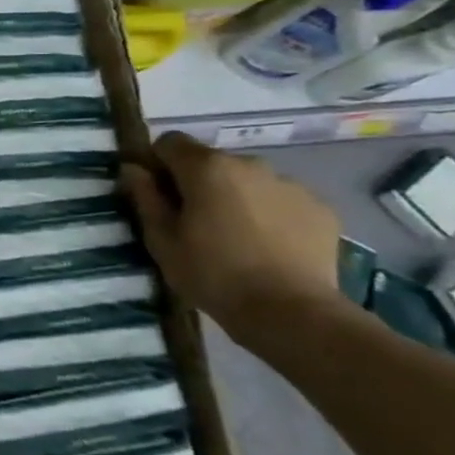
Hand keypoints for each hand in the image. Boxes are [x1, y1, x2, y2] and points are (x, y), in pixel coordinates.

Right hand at [119, 132, 352, 351]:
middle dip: (199, 182)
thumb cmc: (213, 274)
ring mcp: (290, 185)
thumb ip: (145, 197)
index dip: (158, 163)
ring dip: (236, 197)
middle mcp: (250, 164)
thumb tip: (133, 169)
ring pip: (248, 181)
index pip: (170, 142)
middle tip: (196, 221)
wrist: (292, 313)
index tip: (158, 194)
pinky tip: (269, 247)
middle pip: (212, 161)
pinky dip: (271, 214)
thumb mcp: (161, 240)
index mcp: (206, 167)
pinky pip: (282, 200)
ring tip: (237, 237)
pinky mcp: (321, 209)